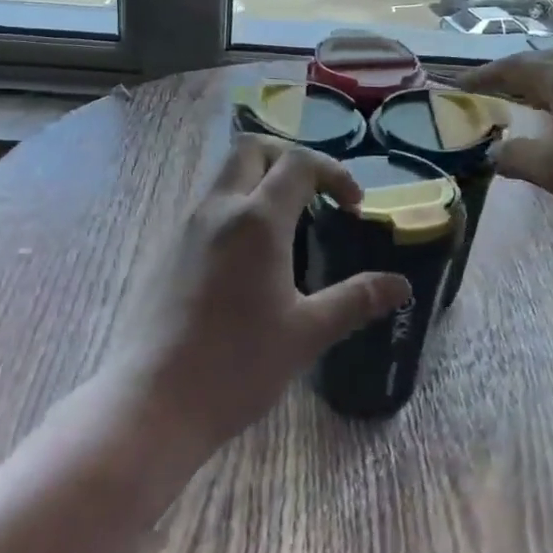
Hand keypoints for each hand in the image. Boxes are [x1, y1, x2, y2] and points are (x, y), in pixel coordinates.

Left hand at [106, 135, 411, 455]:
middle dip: (289, 158)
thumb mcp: (306, 334)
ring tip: (288, 225)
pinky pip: (208, 205)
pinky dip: (237, 207)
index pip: (299, 163)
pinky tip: (249, 258)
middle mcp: (219, 208)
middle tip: (315, 193)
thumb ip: (355, 300)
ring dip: (260, 181)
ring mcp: (187, 226)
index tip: (354, 205)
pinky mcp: (168, 249)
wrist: (151, 404)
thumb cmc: (236, 366)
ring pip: (226, 175)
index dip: (333, 172)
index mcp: (257, 220)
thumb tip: (402, 286)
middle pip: (253, 149)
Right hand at [457, 51, 552, 227]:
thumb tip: (493, 152)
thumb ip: (516, 158)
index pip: (515, 69)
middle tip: (491, 87)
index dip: (485, 76)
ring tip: (525, 101)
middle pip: (544, 63)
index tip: (460, 85)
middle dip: (513, 73)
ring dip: (542, 84)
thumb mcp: (552, 171)